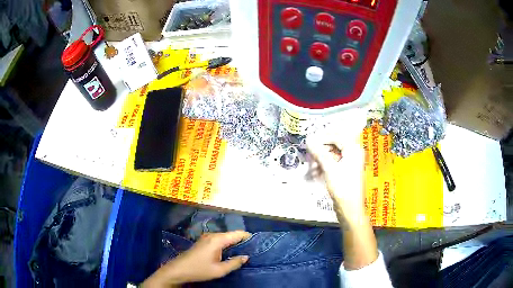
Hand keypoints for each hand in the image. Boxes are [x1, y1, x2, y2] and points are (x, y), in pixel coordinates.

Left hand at [142, 231, 250, 286]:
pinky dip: (227, 244)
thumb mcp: (219, 270)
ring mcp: (207, 237)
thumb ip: (234, 263)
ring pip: (225, 237)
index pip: (237, 234)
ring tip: (244, 251)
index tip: (258, 243)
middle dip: (242, 241)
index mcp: (217, 240)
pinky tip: (230, 252)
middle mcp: (213, 235)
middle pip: (232, 235)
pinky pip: (219, 240)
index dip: (248, 237)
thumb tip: (246, 257)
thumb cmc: (199, 270)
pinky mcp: (203, 242)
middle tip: (253, 249)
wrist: (178, 270)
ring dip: (234, 243)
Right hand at [309, 139, 377, 270]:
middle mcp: (354, 152)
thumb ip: (319, 153)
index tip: (308, 142)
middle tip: (309, 155)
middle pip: (334, 144)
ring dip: (321, 159)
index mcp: (354, 149)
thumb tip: (308, 140)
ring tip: (311, 167)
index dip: (321, 138)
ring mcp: (350, 162)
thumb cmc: (342, 188)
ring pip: (332, 154)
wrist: (350, 209)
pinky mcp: (346, 171)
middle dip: (320, 149)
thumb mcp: (329, 169)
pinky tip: (315, 173)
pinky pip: (333, 162)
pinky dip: (324, 166)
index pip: (336, 136)